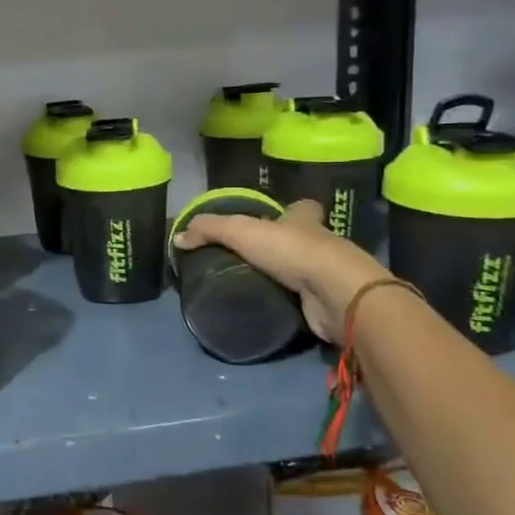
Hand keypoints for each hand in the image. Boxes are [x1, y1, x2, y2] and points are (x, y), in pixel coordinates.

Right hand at [173, 200, 389, 344]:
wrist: (336, 293)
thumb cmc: (292, 251)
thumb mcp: (240, 231)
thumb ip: (208, 230)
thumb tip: (178, 238)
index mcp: (304, 221)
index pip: (301, 208)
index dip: (289, 210)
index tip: (271, 218)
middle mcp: (320, 244)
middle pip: (301, 239)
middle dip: (281, 246)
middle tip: (249, 257)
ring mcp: (326, 275)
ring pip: (302, 271)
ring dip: (282, 277)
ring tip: (249, 284)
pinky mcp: (326, 303)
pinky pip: (302, 300)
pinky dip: (287, 303)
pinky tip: (266, 307)